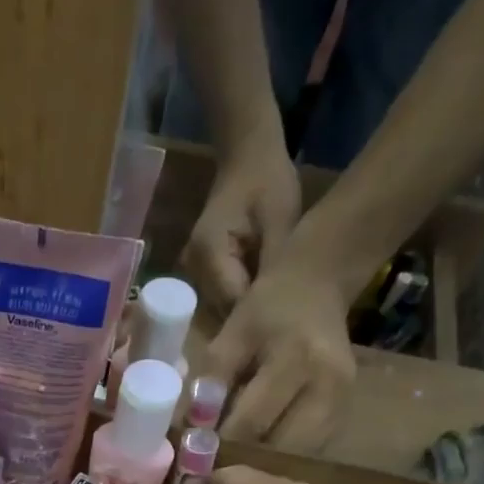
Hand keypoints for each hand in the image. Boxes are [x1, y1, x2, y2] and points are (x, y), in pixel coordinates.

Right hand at [180, 129, 300, 313]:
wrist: (246, 157)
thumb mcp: (282, 221)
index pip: (234, 304)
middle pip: (224, 312)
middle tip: (288, 325)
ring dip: (248, 314)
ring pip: (223, 310)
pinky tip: (265, 301)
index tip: (289, 327)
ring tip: (279, 314)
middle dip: (253, 320)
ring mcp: (194, 273)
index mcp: (210, 254)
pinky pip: (223, 299)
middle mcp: (194, 269)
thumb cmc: (267, 182)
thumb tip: (281, 311)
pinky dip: (243, 302)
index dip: (259, 319)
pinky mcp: (202, 274)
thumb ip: (275, 268)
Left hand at [205, 238, 358, 455]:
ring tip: (235, 460)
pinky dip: (280, 457)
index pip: (251, 421)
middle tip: (214, 466)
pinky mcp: (346, 414)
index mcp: (297, 358)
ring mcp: (343, 403)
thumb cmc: (267, 310)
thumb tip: (191, 431)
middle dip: (242, 462)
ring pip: (294, 457)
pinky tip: (259, 452)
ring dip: (262, 465)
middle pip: (277, 447)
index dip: (220, 445)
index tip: (195, 458)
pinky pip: (308, 451)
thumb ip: (210, 380)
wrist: (317, 286)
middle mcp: (329, 384)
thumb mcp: (232, 335)